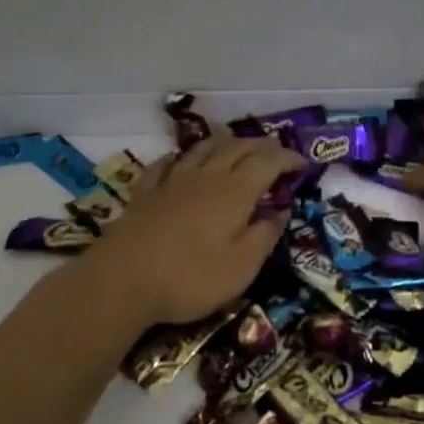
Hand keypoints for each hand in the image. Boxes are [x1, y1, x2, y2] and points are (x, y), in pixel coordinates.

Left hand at [76, 134, 306, 331]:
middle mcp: (206, 176)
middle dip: (261, 146)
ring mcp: (172, 181)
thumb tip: (281, 211)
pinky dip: (181, 157)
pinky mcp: (145, 193)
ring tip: (236, 146)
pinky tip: (181, 160)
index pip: (267, 162)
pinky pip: (166, 164)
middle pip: (237, 148)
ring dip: (225, 143)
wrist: (121, 280)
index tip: (302, 164)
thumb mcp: (241, 267)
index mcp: (235, 191)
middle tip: (276, 153)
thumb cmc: (190, 277)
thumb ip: (264, 236)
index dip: (287, 159)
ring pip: (203, 149)